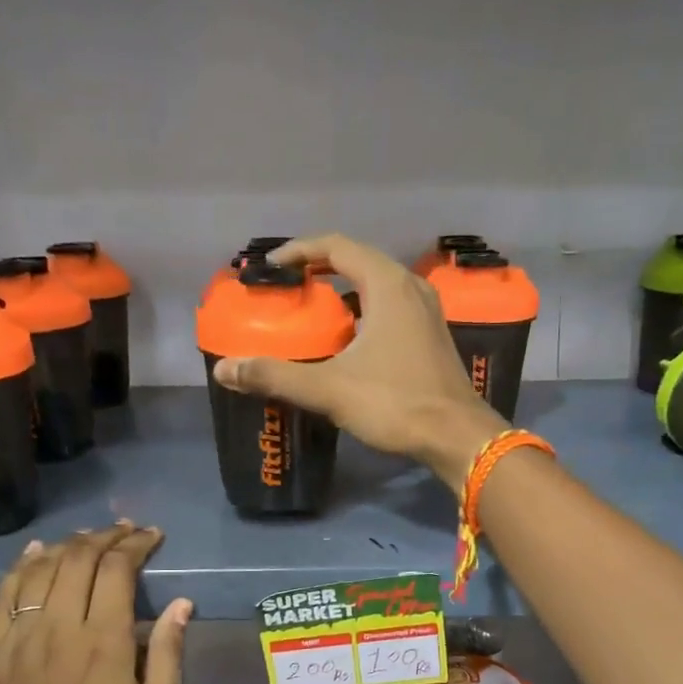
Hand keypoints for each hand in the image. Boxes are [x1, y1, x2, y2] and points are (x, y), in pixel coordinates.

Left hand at [0, 524, 193, 683]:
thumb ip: (167, 656)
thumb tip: (181, 604)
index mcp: (102, 645)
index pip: (115, 571)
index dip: (135, 545)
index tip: (152, 537)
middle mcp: (58, 632)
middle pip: (77, 561)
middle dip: (105, 537)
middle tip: (127, 532)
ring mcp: (20, 642)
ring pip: (40, 571)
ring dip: (67, 546)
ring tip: (90, 538)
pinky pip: (3, 597)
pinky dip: (20, 568)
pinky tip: (36, 552)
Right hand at [211, 234, 505, 491]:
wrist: (458, 437)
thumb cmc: (396, 404)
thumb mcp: (329, 389)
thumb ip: (276, 376)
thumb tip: (224, 370)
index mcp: (387, 285)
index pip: (337, 246)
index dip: (299, 250)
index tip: (272, 268)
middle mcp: (411, 288)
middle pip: (358, 262)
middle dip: (320, 270)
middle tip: (289, 290)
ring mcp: (427, 312)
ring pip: (377, 287)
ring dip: (343, 293)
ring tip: (313, 314)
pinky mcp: (432, 336)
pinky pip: (391, 309)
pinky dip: (363, 313)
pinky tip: (348, 343)